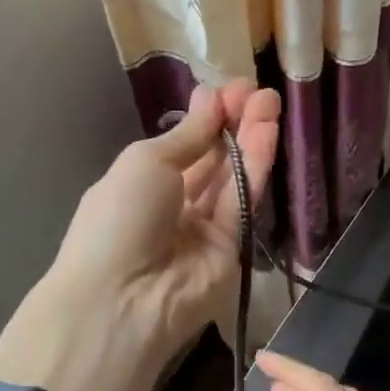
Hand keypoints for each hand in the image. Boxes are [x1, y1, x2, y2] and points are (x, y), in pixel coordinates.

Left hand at [0, 81, 279, 390]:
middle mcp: (173, 204)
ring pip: (232, 176)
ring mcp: (203, 228)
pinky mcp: (232, 248)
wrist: (122, 301)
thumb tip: (211, 98)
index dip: (207, 116)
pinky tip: (268, 131)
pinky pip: (244, 200)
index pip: (183, 144)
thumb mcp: (145, 162)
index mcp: (141, 183)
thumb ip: (189, 135)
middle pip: (211, 158)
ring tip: (270, 101)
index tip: (231, 89)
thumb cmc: (119, 218)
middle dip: (233, 122)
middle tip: (257, 90)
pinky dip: (257, 164)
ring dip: (251, 138)